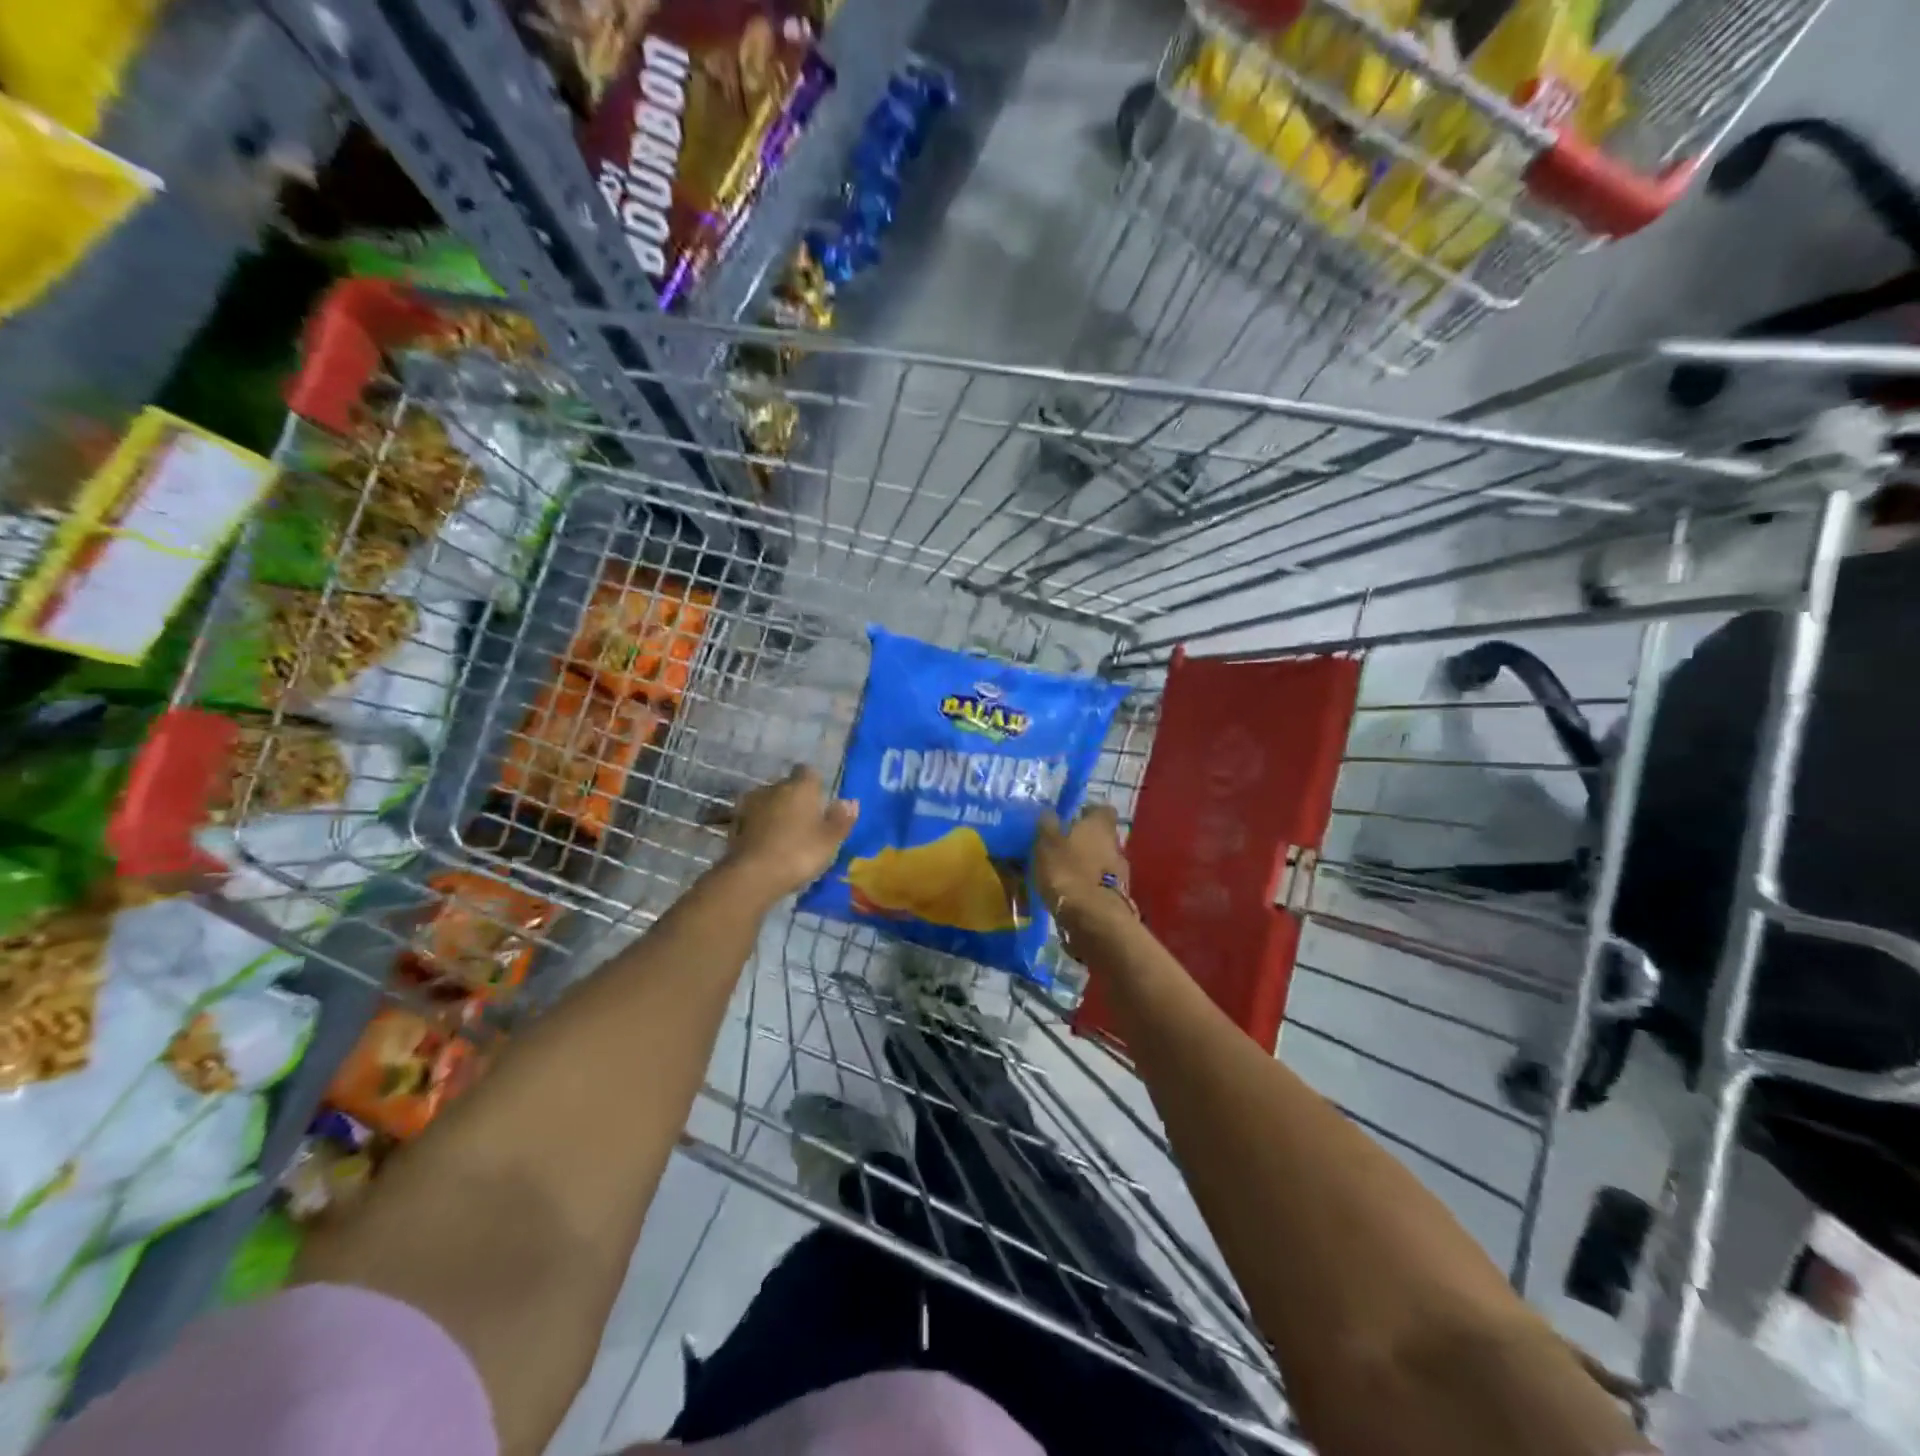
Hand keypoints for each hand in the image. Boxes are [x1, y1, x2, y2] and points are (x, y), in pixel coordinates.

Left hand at [720, 766, 857, 899]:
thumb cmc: (799, 853)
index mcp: (801, 787)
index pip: (808, 772)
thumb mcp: (830, 840)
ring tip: (783, 834)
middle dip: (794, 798)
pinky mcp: (734, 822)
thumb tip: (850, 802)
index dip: (814, 784)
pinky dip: (759, 825)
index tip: (819, 801)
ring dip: (774, 811)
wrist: (753, 875)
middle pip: (787, 786)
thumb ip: (841, 819)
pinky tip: (765, 843)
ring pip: (767, 801)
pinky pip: (753, 818)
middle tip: (804, 822)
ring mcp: (751, 803)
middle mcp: (774, 787)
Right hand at [1034, 804, 1129, 929]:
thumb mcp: (1047, 843)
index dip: (1085, 812)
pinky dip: (1088, 886)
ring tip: (1062, 875)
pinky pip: (1100, 884)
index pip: (1100, 809)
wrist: (1094, 919)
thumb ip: (1048, 825)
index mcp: (1101, 825)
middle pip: (1101, 836)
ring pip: (1101, 861)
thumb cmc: (1068, 872)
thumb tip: (1049, 813)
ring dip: (1085, 865)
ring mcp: (1121, 873)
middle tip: (1060, 849)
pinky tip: (1071, 894)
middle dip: (1083, 841)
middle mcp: (1116, 844)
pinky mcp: (1118, 897)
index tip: (1068, 819)